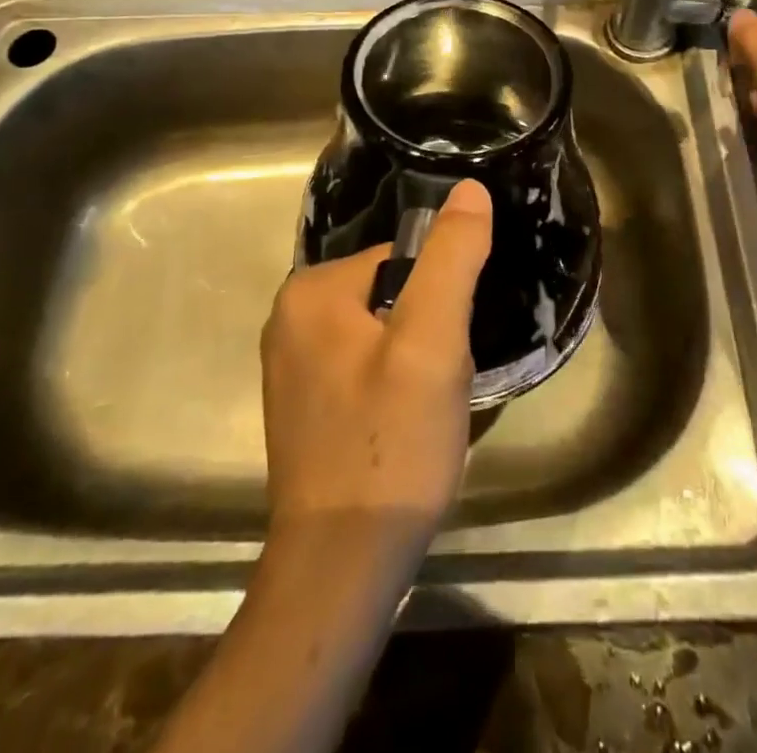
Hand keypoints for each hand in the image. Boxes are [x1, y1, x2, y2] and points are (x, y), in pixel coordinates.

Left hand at [260, 179, 492, 569]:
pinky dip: (391, 388)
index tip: (446, 352)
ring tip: (422, 413)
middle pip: (391, 296)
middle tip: (436, 387)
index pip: (401, 262)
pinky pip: (363, 367)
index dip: (438, 303)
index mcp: (309, 290)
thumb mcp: (433, 343)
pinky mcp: (303, 404)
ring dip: (414, 364)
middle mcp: (288, 318)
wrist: (341, 568)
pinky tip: (400, 429)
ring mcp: (290, 365)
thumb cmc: (390, 444)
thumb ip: (452, 258)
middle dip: (426, 334)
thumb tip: (468, 188)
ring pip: (381, 334)